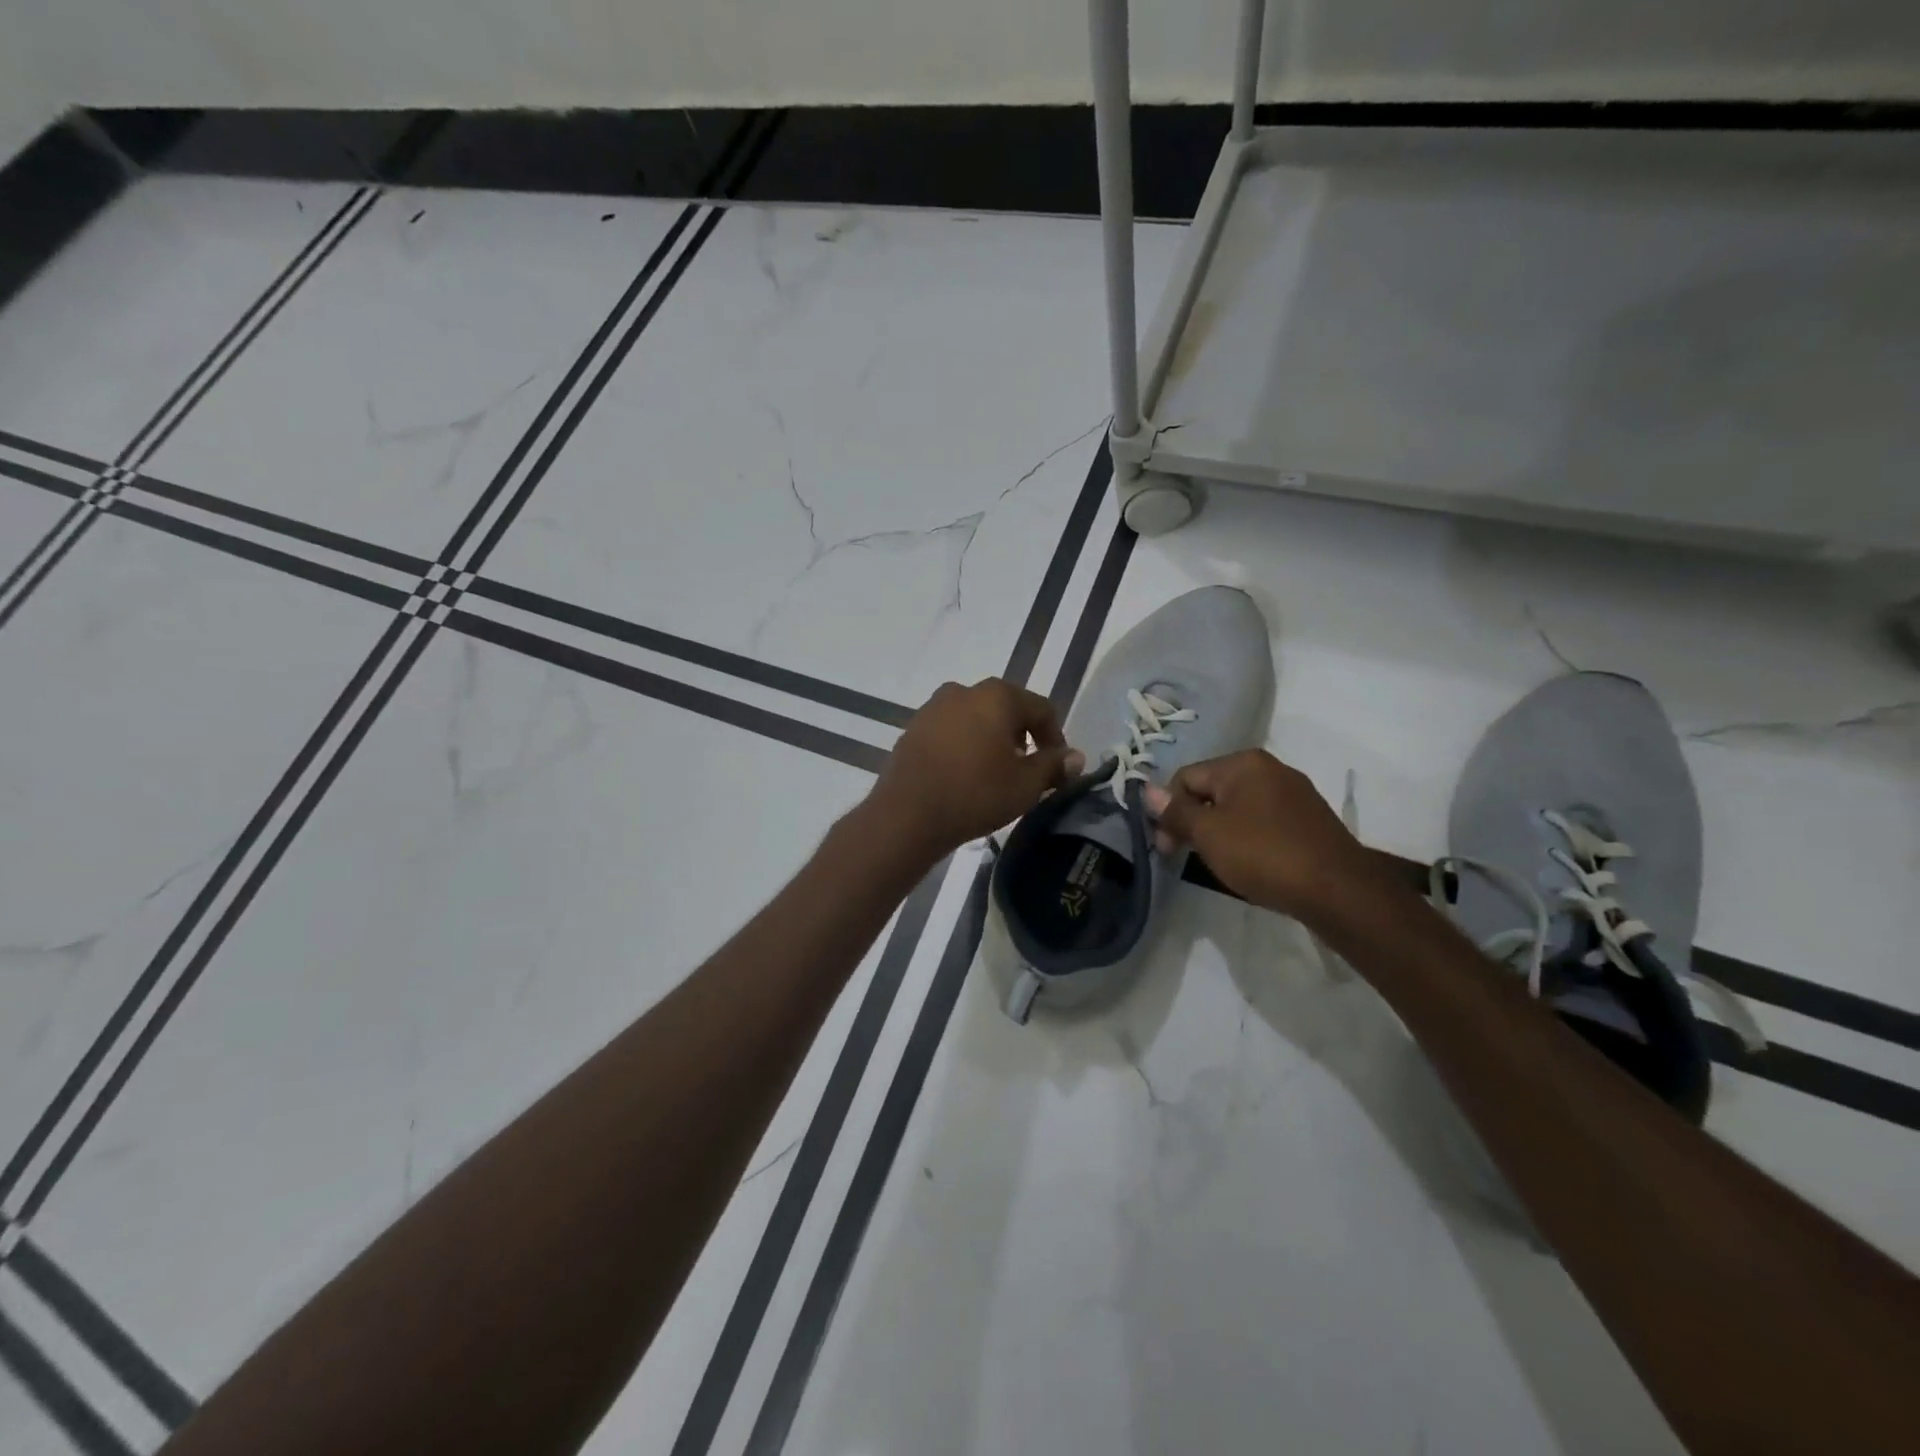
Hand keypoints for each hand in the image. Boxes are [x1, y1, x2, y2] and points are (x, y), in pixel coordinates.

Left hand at [867, 680, 1084, 858]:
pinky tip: (965, 774)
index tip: (1058, 768)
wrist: (907, 815)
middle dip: (1023, 737)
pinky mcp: (914, 727)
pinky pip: (951, 730)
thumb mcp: (1025, 785)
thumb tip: (1075, 757)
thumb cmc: (975, 794)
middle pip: (1007, 709)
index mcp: (997, 696)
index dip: (1056, 738)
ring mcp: (934, 707)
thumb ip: (1054, 765)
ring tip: (996, 773)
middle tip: (1028, 770)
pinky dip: (965, 745)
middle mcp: (964, 690)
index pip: (1041, 709)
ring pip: (977, 718)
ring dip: (992, 739)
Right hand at [1143, 750, 1387, 922]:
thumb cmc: (1264, 855)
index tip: (1166, 848)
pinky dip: (1248, 838)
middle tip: (1187, 856)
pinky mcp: (1310, 819)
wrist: (1338, 891)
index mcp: (1243, 763)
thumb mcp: (1209, 834)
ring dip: (1220, 831)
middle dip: (1195, 820)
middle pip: (1212, 790)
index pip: (1186, 777)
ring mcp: (1295, 793)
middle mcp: (1270, 768)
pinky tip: (1251, 863)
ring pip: (1238, 807)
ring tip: (1221, 862)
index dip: (1168, 811)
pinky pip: (1264, 821)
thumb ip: (1175, 811)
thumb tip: (1146, 790)